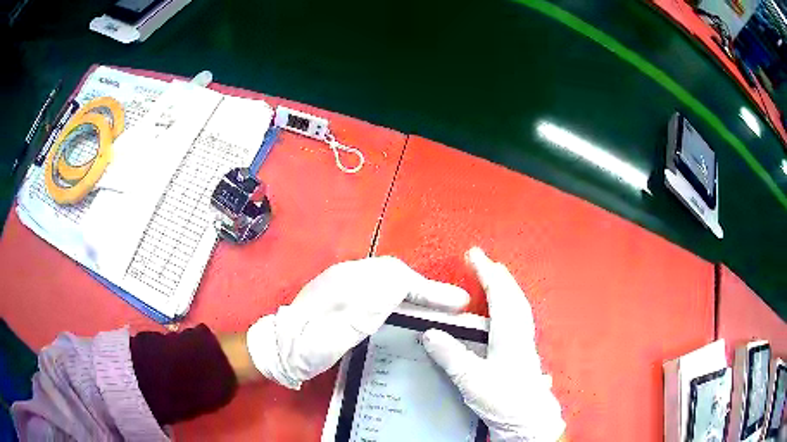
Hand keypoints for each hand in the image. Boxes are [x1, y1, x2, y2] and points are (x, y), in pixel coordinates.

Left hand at [246, 256, 469, 388]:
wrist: (278, 347)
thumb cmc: (305, 349)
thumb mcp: (332, 339)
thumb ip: (362, 315)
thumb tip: (397, 289)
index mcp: (346, 285)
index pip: (397, 279)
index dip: (429, 290)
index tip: (456, 301)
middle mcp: (347, 275)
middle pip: (396, 271)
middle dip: (426, 286)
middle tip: (452, 303)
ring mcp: (345, 280)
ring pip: (390, 275)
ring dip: (416, 288)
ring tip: (438, 303)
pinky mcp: (345, 289)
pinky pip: (382, 283)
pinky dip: (403, 292)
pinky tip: (411, 305)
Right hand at [422, 247, 565, 441]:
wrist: (528, 422)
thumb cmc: (504, 400)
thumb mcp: (472, 380)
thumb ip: (451, 356)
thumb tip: (430, 333)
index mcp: (509, 334)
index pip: (499, 294)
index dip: (486, 272)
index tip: (474, 254)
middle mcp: (520, 334)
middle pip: (513, 296)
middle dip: (499, 276)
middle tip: (486, 263)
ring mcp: (525, 345)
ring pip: (519, 308)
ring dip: (507, 290)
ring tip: (496, 282)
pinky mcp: (524, 356)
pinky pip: (519, 321)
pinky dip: (511, 308)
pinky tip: (506, 318)